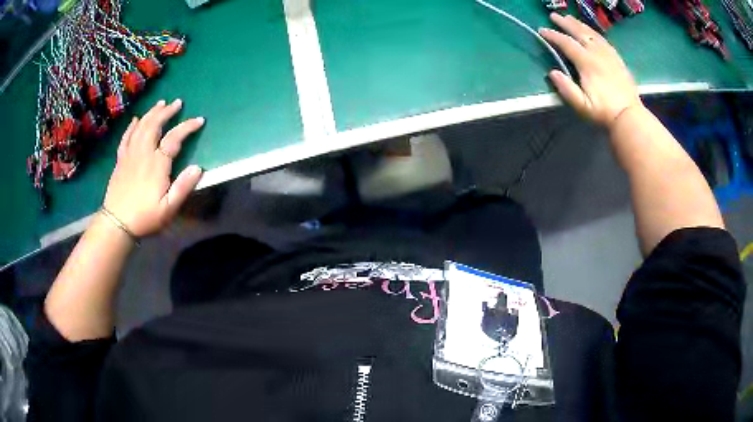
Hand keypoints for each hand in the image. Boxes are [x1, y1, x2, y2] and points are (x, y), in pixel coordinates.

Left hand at [103, 99, 204, 236]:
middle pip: (155, 125)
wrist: (117, 223)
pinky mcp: (120, 160)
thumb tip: (198, 167)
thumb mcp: (168, 209)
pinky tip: (136, 119)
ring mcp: (130, 154)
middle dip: (167, 112)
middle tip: (177, 103)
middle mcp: (143, 153)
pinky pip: (126, 137)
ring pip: (141, 126)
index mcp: (157, 164)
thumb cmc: (144, 217)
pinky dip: (132, 126)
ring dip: (152, 113)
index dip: (187, 127)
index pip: (174, 138)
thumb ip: (183, 187)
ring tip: (160, 104)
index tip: (199, 120)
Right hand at [539, 14, 642, 127]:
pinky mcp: (617, 59)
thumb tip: (552, 73)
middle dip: (565, 23)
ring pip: (592, 33)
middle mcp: (598, 54)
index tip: (542, 30)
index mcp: (587, 63)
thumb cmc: (604, 113)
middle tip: (554, 15)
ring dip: (579, 24)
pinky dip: (594, 32)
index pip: (567, 43)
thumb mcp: (582, 106)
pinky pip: (604, 40)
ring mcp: (609, 55)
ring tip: (570, 18)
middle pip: (579, 32)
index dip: (553, 35)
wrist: (629, 117)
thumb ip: (566, 89)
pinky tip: (590, 31)